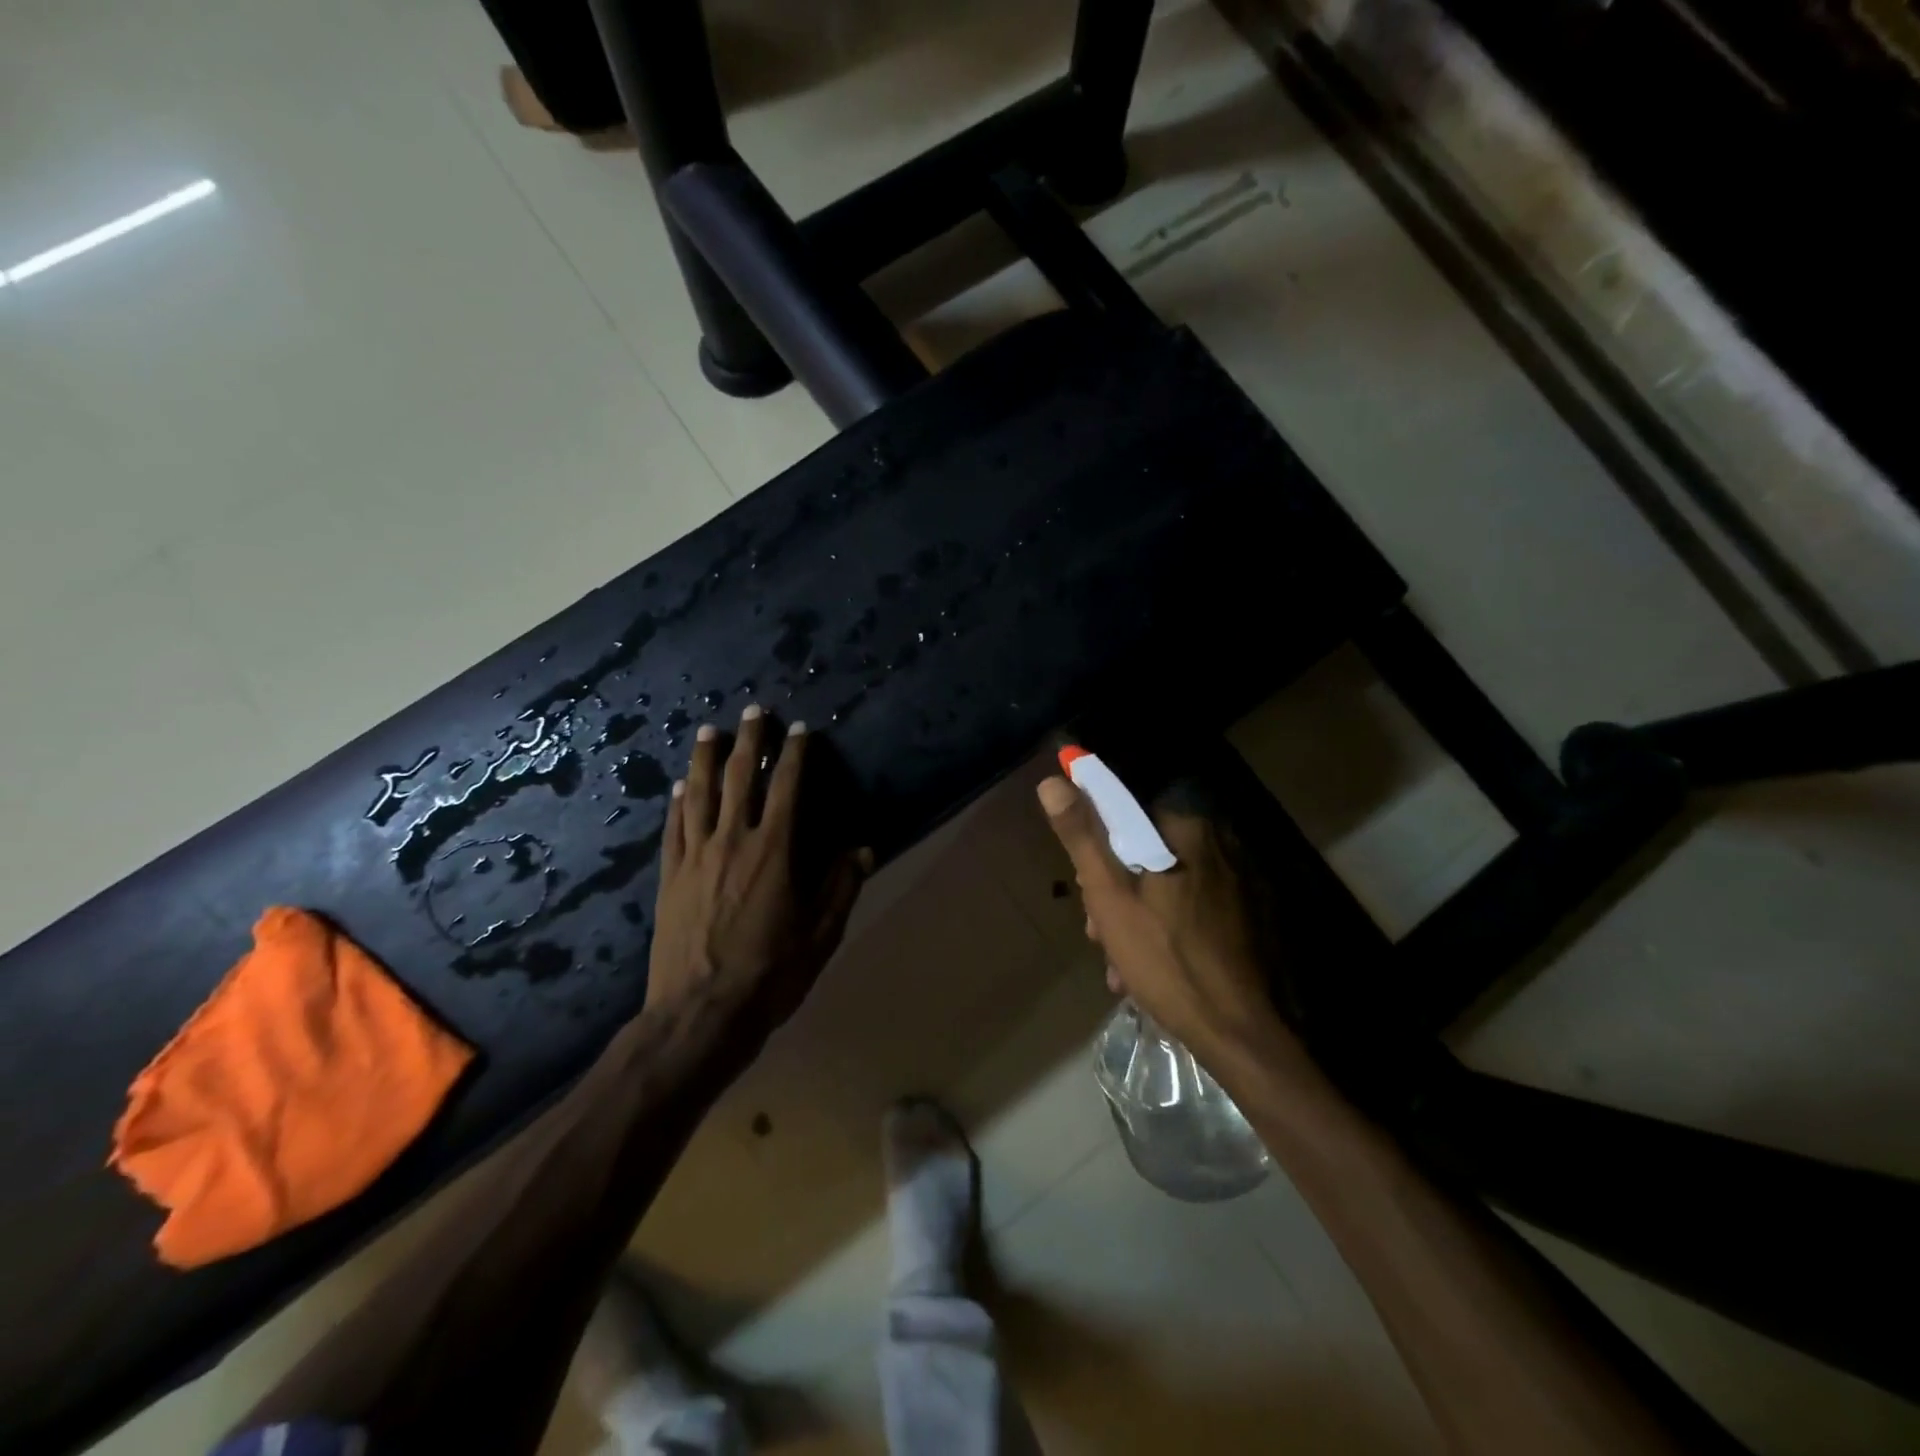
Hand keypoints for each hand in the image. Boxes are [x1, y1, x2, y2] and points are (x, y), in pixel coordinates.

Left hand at [647, 707, 869, 1045]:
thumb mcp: (820, 935)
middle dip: (747, 741)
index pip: (786, 789)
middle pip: (738, 778)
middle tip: (752, 711)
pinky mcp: (669, 877)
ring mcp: (695, 857)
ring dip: (705, 759)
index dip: (794, 755)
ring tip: (708, 730)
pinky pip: (673, 828)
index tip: (800, 729)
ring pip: (698, 794)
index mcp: (773, 852)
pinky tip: (679, 787)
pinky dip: (677, 802)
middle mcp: (732, 842)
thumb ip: (841, 887)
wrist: (700, 1014)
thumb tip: (863, 849)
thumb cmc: (770, 975)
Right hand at [1037, 775, 1296, 1070]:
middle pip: (1143, 855)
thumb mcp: (1109, 896)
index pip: (1125, 819)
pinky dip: (1164, 930)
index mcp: (1186, 830)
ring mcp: (1235, 883)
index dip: (1096, 853)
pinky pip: (1188, 908)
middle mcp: (1217, 845)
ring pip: (1163, 885)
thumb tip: (1053, 781)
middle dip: (1114, 893)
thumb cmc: (1165, 957)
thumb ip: (1082, 835)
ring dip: (1134, 918)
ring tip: (1121, 964)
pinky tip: (1148, 970)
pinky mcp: (1244, 915)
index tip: (1084, 891)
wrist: (1237, 1031)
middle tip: (1100, 934)